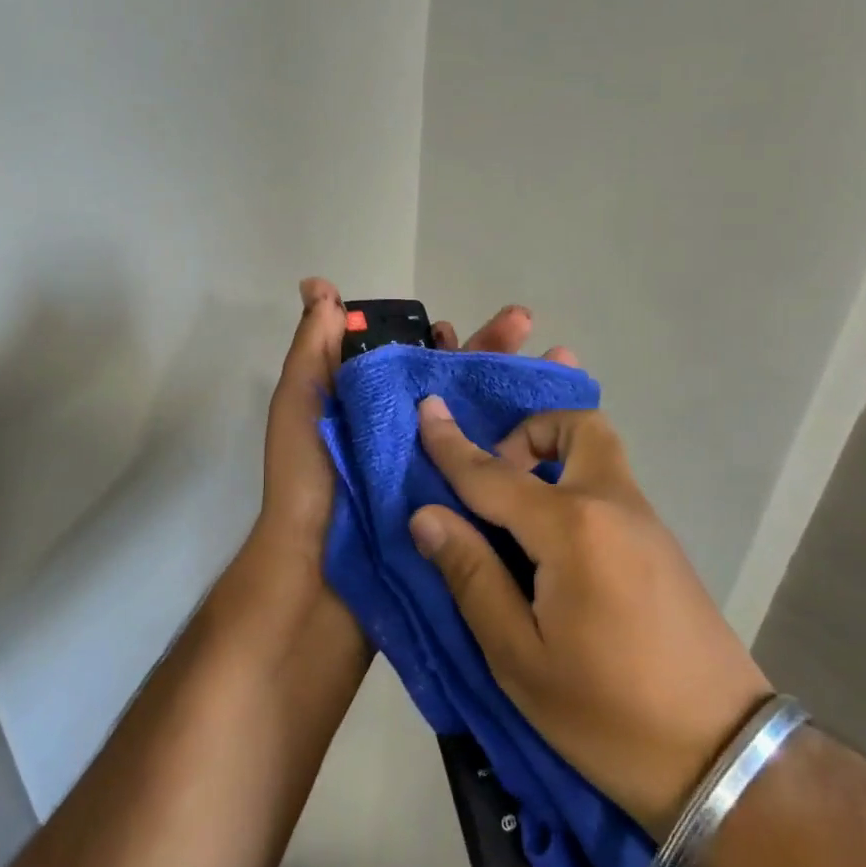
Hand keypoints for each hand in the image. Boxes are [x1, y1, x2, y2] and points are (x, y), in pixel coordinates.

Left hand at [252, 280, 574, 565]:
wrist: (316, 581)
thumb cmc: (308, 486)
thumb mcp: (301, 407)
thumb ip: (313, 350)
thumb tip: (318, 285)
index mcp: (376, 412)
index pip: (417, 365)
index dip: (440, 343)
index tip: (457, 326)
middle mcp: (412, 439)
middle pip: (460, 390)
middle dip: (493, 357)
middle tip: (528, 327)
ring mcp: (438, 476)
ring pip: (486, 427)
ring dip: (522, 398)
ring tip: (564, 370)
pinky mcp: (460, 511)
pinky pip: (498, 477)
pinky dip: (528, 455)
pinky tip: (564, 436)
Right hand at [407, 402, 771, 839]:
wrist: (724, 759)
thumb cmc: (607, 715)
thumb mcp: (519, 657)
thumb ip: (471, 575)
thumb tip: (426, 515)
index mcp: (572, 530)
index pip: (494, 474)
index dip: (451, 444)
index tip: (426, 408)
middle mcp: (614, 505)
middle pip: (577, 426)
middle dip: (529, 431)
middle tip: (496, 479)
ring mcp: (647, 522)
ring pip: (599, 452)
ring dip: (554, 455)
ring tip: (517, 513)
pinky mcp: (663, 545)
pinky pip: (610, 487)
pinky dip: (576, 484)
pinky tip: (555, 541)